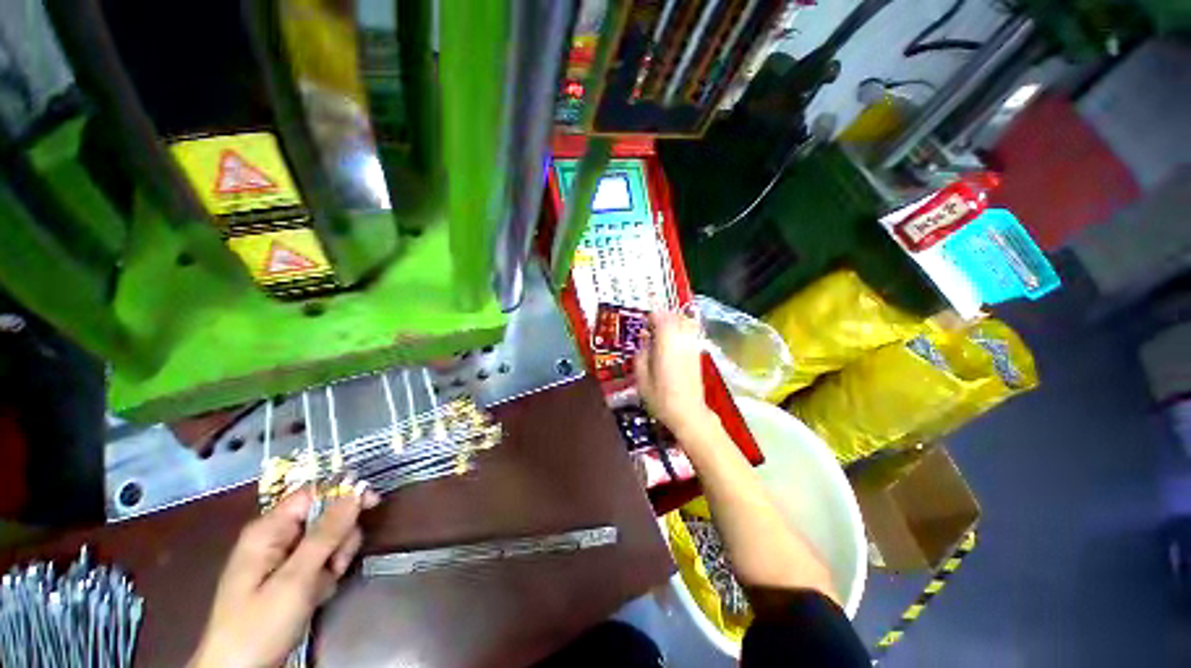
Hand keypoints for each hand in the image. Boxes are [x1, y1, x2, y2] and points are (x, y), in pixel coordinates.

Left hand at [190, 484, 379, 667]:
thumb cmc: (259, 625)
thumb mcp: (295, 580)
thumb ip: (326, 535)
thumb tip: (356, 493)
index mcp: (268, 530)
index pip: (312, 493)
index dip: (344, 493)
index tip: (373, 503)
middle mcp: (275, 538)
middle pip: (324, 517)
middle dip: (339, 538)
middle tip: (336, 564)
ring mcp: (281, 559)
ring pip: (327, 541)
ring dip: (334, 560)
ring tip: (324, 585)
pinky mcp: (289, 578)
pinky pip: (320, 563)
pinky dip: (326, 576)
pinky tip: (317, 596)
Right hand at [634, 311, 716, 437]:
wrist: (688, 413)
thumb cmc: (661, 398)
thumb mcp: (642, 379)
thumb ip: (641, 355)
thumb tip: (644, 340)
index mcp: (665, 346)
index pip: (661, 319)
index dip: (652, 316)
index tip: (644, 323)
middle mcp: (681, 342)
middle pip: (675, 317)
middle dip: (662, 316)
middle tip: (651, 325)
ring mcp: (692, 347)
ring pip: (685, 322)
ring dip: (673, 320)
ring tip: (662, 329)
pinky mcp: (697, 354)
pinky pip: (691, 332)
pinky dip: (682, 328)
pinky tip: (673, 338)